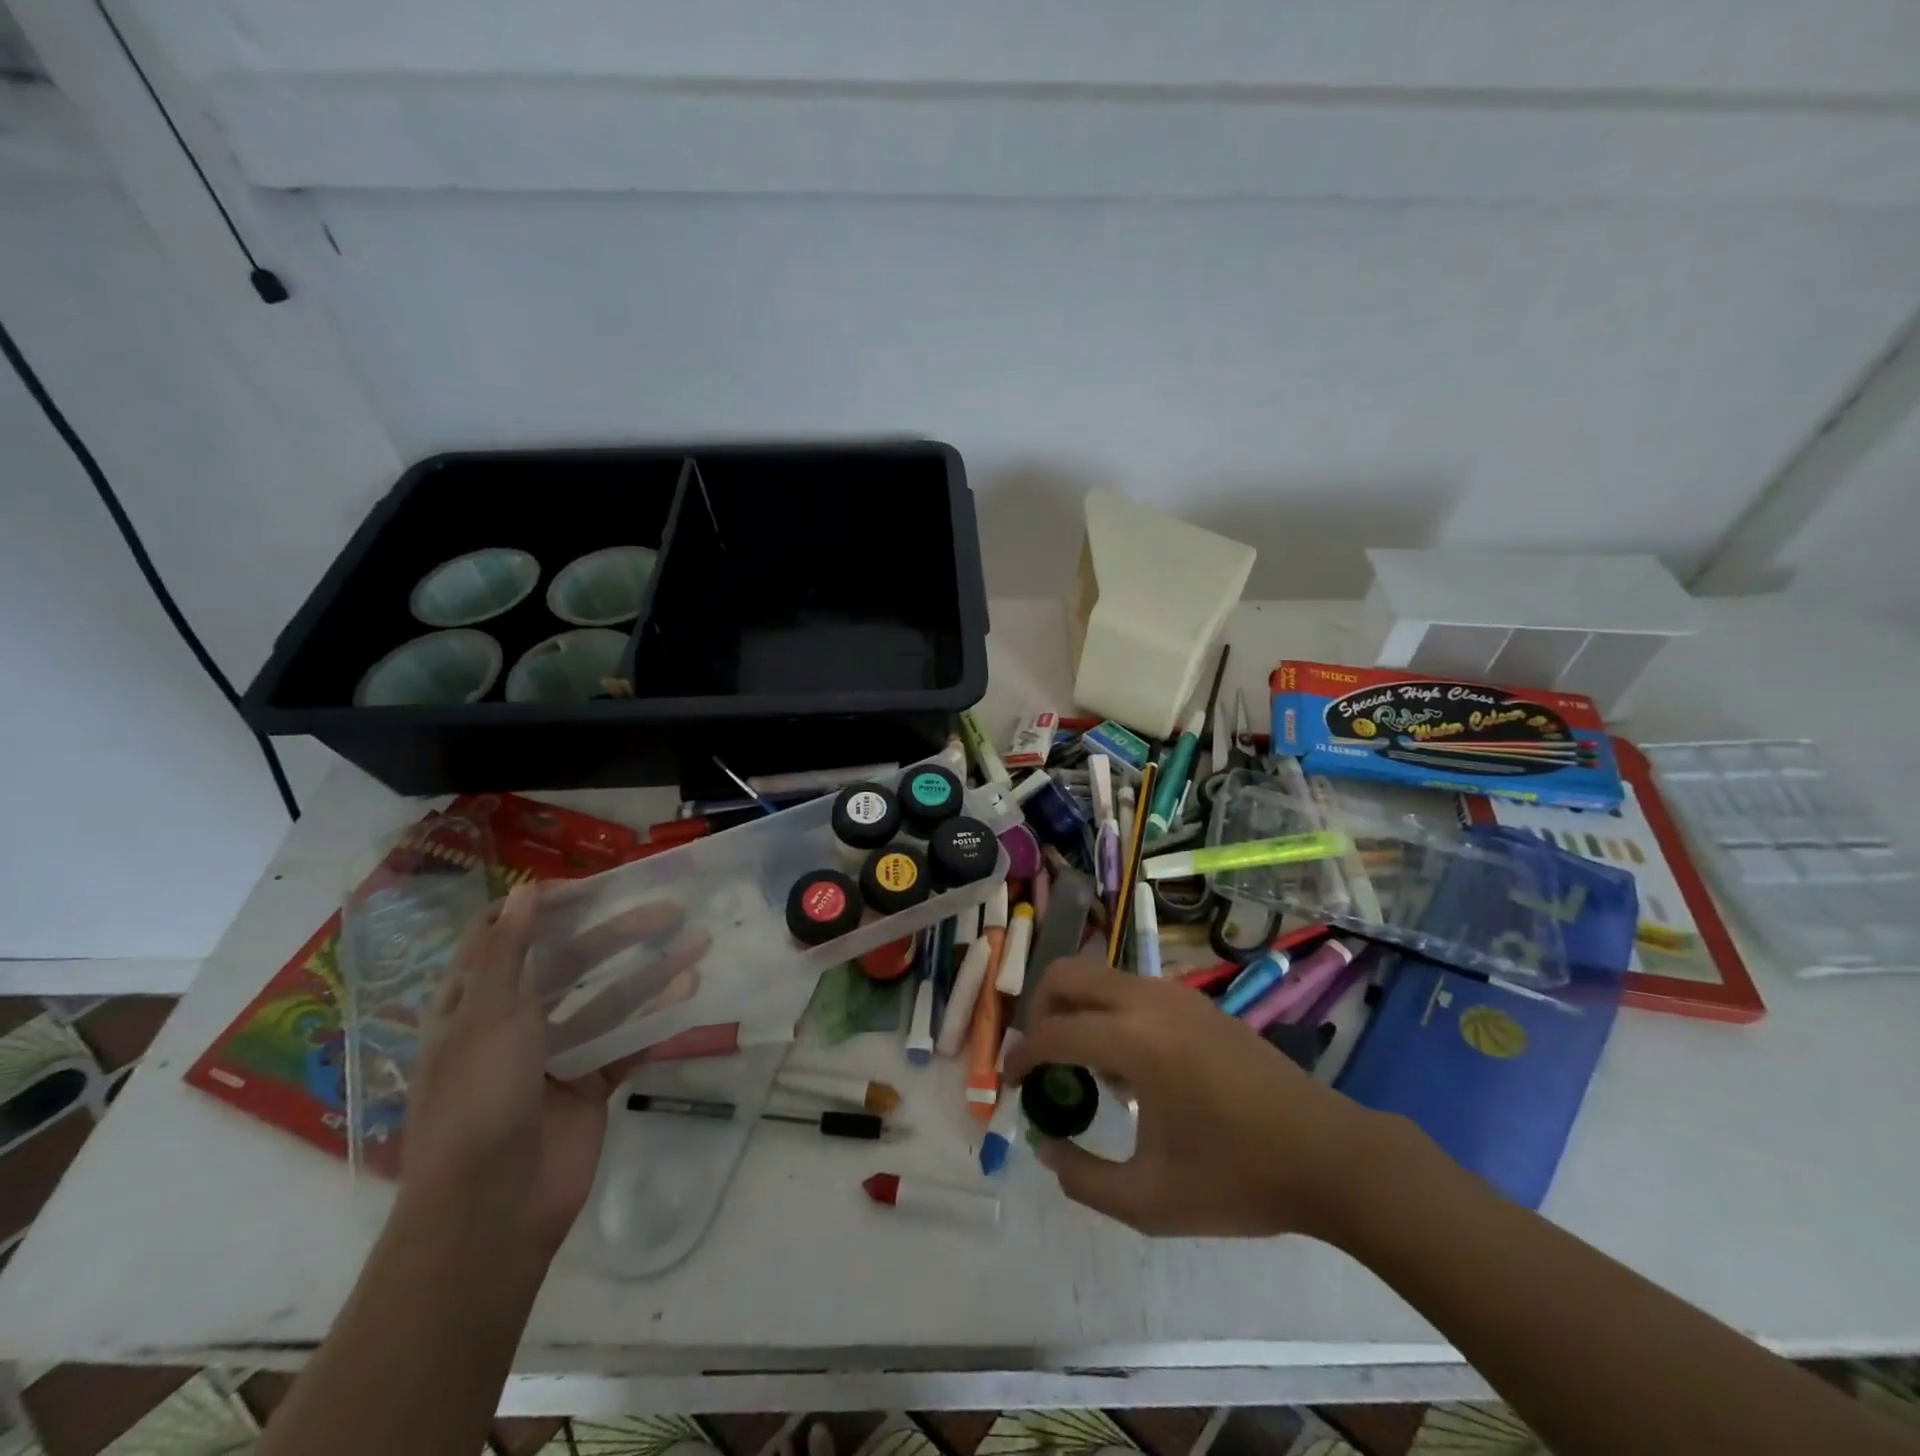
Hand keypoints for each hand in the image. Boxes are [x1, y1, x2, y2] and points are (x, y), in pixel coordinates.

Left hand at [400, 884, 703, 1253]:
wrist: (491, 1211)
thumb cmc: (478, 1101)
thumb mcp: (488, 1017)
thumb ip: (510, 951)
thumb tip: (526, 889)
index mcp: (473, 1005)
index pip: (504, 937)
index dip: (541, 907)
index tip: (592, 888)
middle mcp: (513, 1023)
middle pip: (568, 963)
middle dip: (616, 934)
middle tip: (667, 910)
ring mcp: (554, 1055)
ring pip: (607, 998)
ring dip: (649, 971)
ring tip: (697, 943)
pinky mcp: (589, 1083)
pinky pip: (627, 1039)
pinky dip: (656, 1015)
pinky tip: (689, 990)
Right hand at [1004, 957, 1386, 1238]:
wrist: (1328, 1155)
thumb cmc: (1238, 1180)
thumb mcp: (1150, 1202)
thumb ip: (1083, 1177)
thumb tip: (1046, 1144)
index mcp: (1133, 1041)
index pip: (1051, 1032)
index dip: (1020, 1058)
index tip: (1010, 1086)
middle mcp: (1147, 1000)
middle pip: (1066, 974)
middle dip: (1039, 1012)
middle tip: (1041, 1062)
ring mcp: (1175, 993)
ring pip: (1099, 975)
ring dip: (1075, 1009)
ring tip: (1085, 1069)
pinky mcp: (1195, 1000)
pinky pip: (1129, 988)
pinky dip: (1108, 1011)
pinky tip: (1128, 1065)